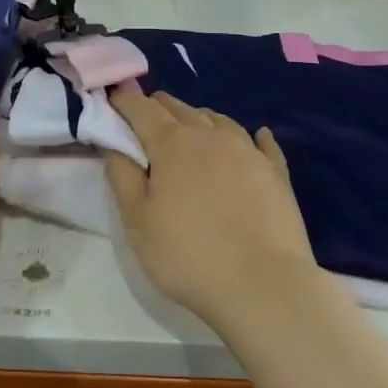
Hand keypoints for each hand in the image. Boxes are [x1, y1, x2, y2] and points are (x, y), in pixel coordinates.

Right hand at [103, 91, 322, 333]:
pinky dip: (250, 137)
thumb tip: (112, 140)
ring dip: (197, 119)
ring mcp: (249, 151)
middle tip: (143, 123)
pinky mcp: (276, 173)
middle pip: (179, 107)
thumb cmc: (188, 256)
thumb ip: (122, 175)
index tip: (111, 102)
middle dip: (157, 108)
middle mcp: (212, 135)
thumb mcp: (138, 222)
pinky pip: (261, 143)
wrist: (263, 286)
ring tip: (188, 132)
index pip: (142, 108)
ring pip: (218, 120)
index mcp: (173, 144)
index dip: (123, 101)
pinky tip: (256, 138)